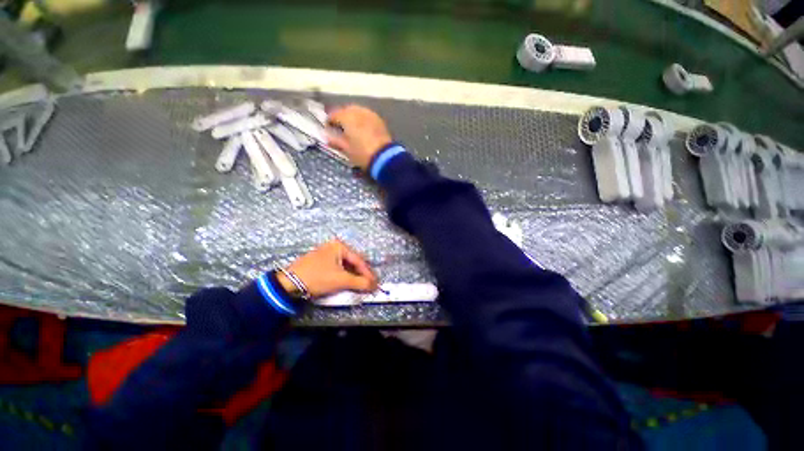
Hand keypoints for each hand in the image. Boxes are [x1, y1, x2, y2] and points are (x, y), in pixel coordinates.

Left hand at [277, 240, 378, 298]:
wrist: (288, 284)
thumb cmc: (318, 277)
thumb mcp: (341, 280)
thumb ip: (360, 282)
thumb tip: (375, 286)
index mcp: (339, 246)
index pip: (359, 260)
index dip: (368, 273)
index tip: (375, 283)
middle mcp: (333, 247)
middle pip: (353, 262)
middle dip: (361, 274)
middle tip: (369, 285)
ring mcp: (326, 254)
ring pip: (345, 266)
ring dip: (353, 276)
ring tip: (360, 286)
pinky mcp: (320, 263)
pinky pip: (337, 269)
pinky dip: (344, 276)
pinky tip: (347, 283)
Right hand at [327, 105, 392, 170]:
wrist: (384, 157)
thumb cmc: (362, 153)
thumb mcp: (346, 149)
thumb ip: (335, 140)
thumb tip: (327, 136)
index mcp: (347, 116)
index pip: (334, 115)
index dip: (329, 122)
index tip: (328, 129)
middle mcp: (358, 111)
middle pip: (346, 110)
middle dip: (342, 117)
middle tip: (340, 128)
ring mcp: (370, 114)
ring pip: (357, 111)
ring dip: (352, 117)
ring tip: (351, 128)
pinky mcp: (379, 120)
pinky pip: (367, 116)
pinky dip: (362, 120)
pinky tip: (362, 128)